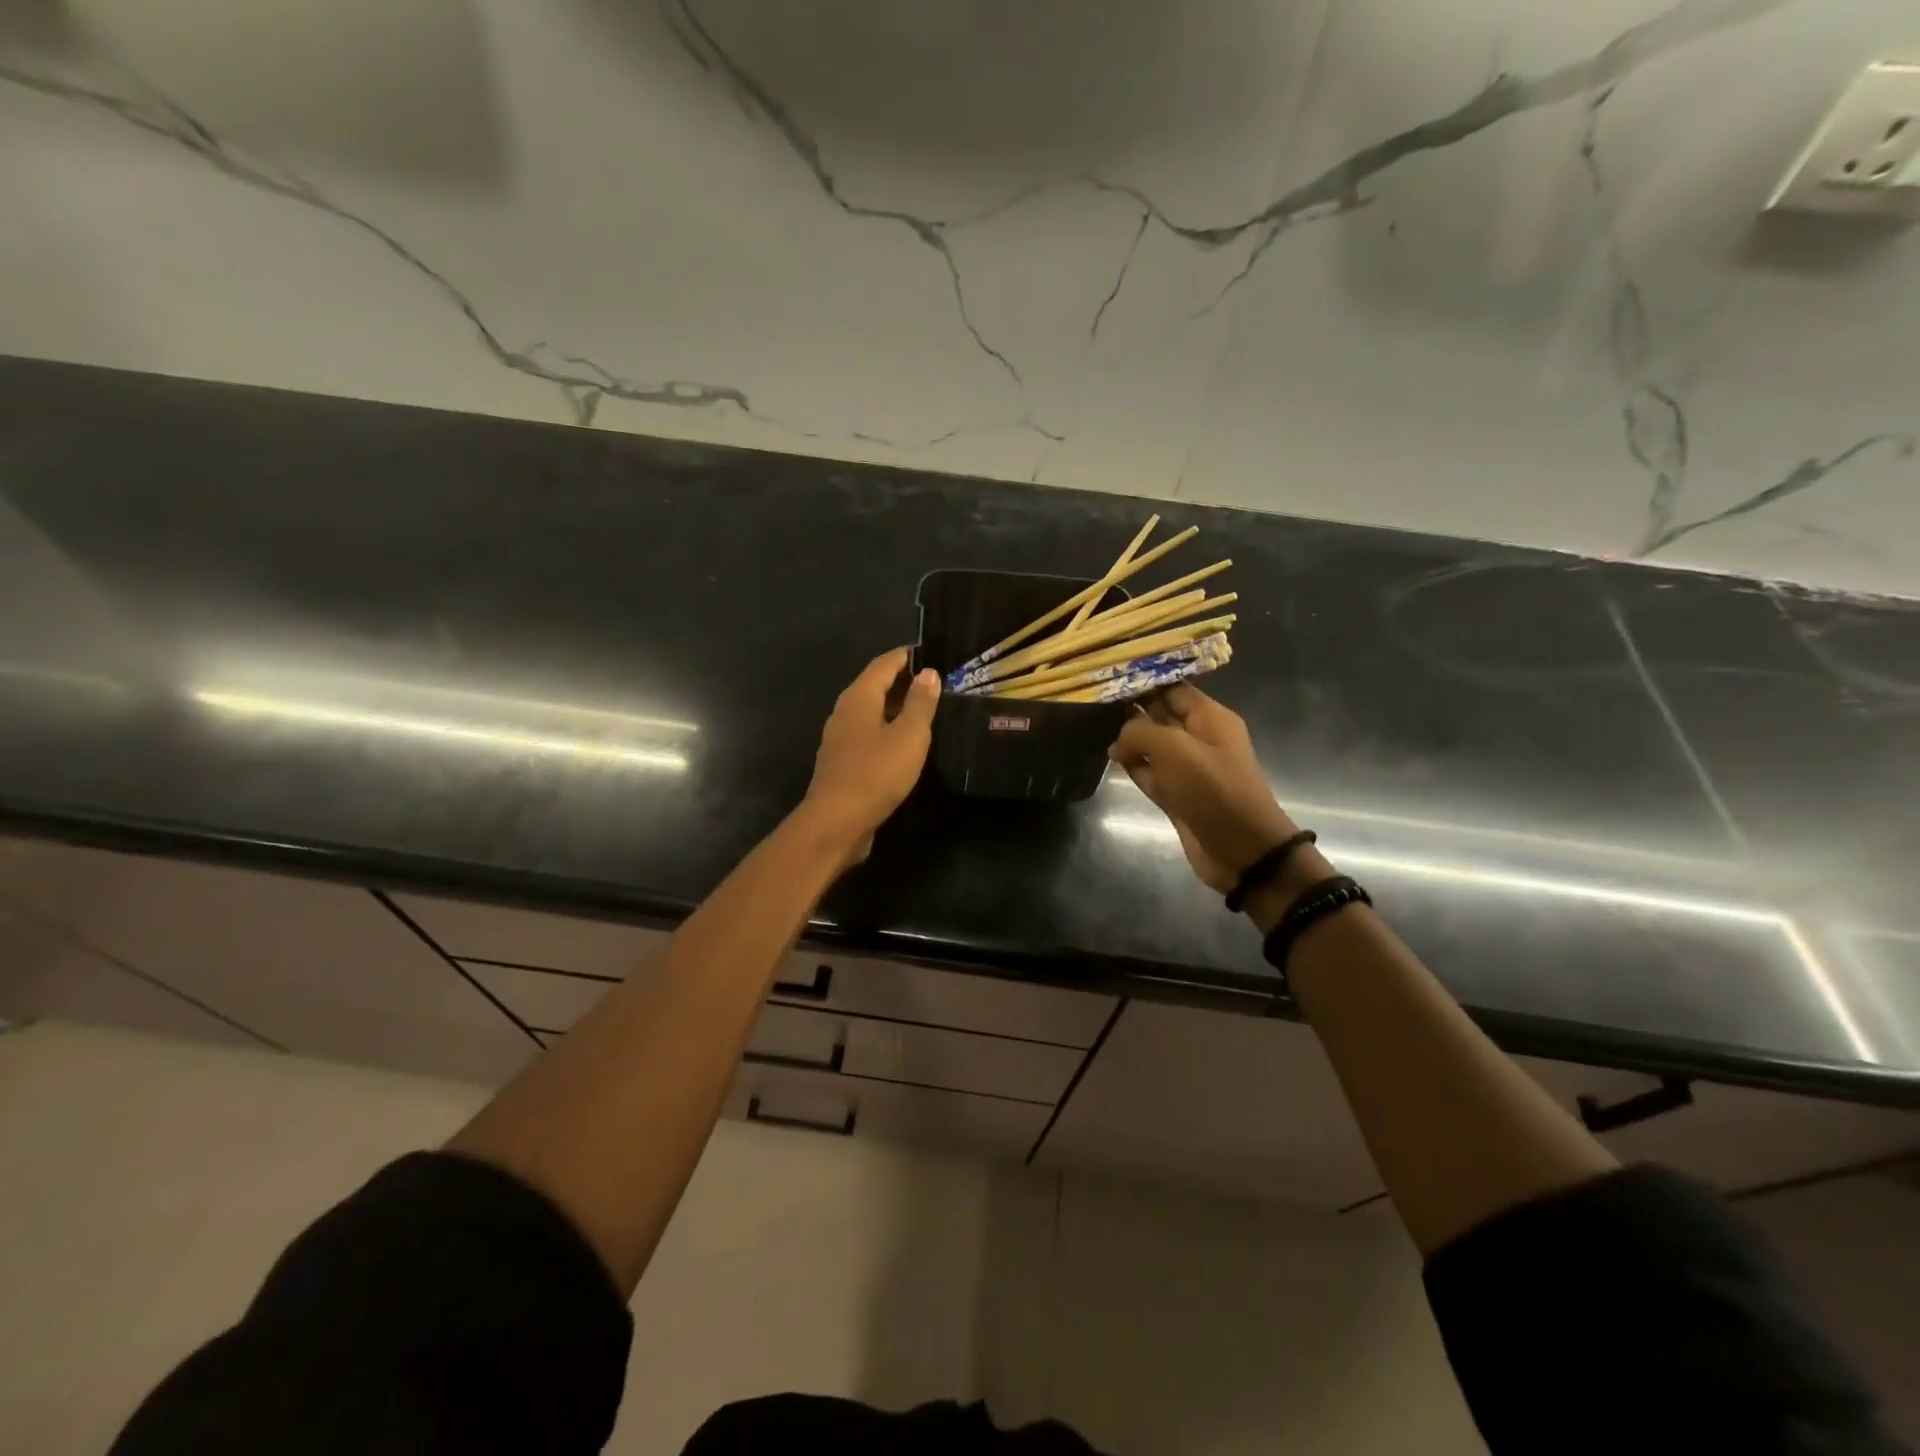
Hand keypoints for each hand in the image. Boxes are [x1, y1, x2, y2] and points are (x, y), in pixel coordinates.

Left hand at [799, 647, 939, 864]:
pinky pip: (869, 735)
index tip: (931, 652)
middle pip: (875, 686)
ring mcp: (840, 739)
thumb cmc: (876, 773)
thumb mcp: (908, 736)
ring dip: (896, 708)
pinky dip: (888, 730)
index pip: (884, 664)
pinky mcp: (843, 763)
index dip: (907, 656)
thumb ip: (920, 703)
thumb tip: (929, 673)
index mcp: (859, 698)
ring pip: (871, 712)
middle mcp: (845, 712)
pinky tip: (905, 743)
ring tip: (926, 710)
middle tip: (936, 681)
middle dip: (903, 680)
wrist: (837, 822)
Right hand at [1107, 684, 1298, 893]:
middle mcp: (1199, 738)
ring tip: (1095, 727)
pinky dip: (1134, 767)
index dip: (1144, 680)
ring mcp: (1187, 768)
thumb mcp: (1174, 749)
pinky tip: (1112, 760)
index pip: (1173, 688)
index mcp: (1209, 717)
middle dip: (1132, 708)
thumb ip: (1139, 733)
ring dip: (1129, 740)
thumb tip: (1117, 742)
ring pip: (1151, 745)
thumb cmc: (1213, 789)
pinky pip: (1150, 773)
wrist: (1241, 849)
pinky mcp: (1176, 795)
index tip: (1110, 675)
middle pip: (1160, 715)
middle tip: (1094, 700)